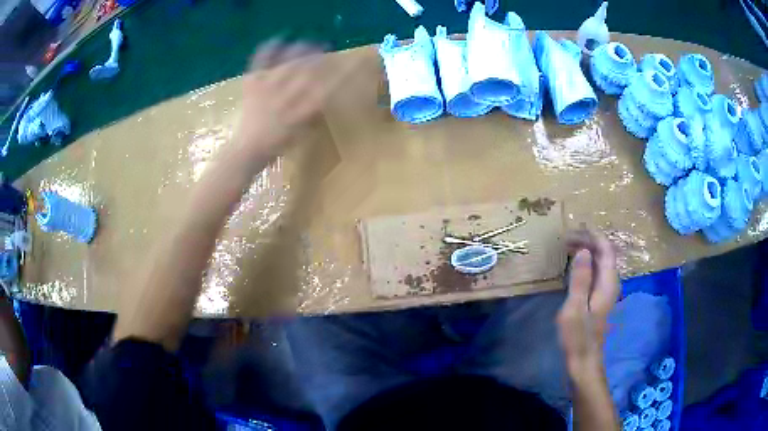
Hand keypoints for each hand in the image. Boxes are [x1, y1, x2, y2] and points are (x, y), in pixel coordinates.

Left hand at [233, 40, 343, 159]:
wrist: (247, 149)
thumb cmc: (277, 145)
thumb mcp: (302, 136)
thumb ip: (314, 116)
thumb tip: (327, 97)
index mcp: (299, 113)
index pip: (324, 89)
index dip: (338, 75)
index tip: (347, 64)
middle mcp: (284, 98)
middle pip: (306, 72)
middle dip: (319, 59)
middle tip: (326, 49)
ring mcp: (266, 88)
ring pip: (287, 64)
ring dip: (301, 51)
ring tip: (309, 43)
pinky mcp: (252, 84)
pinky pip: (260, 63)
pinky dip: (268, 50)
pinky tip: (279, 40)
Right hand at [557, 228, 618, 379]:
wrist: (584, 360)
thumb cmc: (578, 336)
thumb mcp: (575, 308)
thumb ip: (580, 279)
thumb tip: (584, 251)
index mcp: (608, 283)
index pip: (606, 249)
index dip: (592, 236)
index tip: (573, 230)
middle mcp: (611, 282)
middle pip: (604, 253)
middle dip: (588, 240)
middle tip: (566, 238)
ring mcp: (606, 290)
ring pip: (600, 262)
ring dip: (587, 250)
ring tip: (568, 246)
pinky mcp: (600, 297)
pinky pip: (596, 271)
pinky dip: (586, 263)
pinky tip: (574, 265)